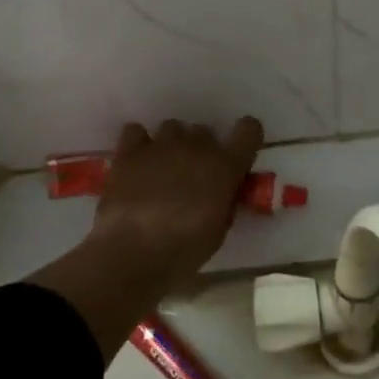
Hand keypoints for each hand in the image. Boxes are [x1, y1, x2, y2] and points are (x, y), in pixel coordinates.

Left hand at [88, 117, 264, 285]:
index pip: (249, 129)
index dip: (246, 136)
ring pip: (172, 127)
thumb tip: (221, 191)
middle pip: (205, 131)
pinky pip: (136, 131)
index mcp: (225, 166)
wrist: (134, 251)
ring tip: (162, 170)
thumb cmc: (185, 248)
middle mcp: (196, 146)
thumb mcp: (219, 230)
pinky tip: (137, 162)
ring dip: (172, 145)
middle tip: (193, 176)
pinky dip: (139, 144)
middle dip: (202, 150)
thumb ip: (224, 201)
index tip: (239, 151)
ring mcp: (161, 145)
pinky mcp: (130, 151)